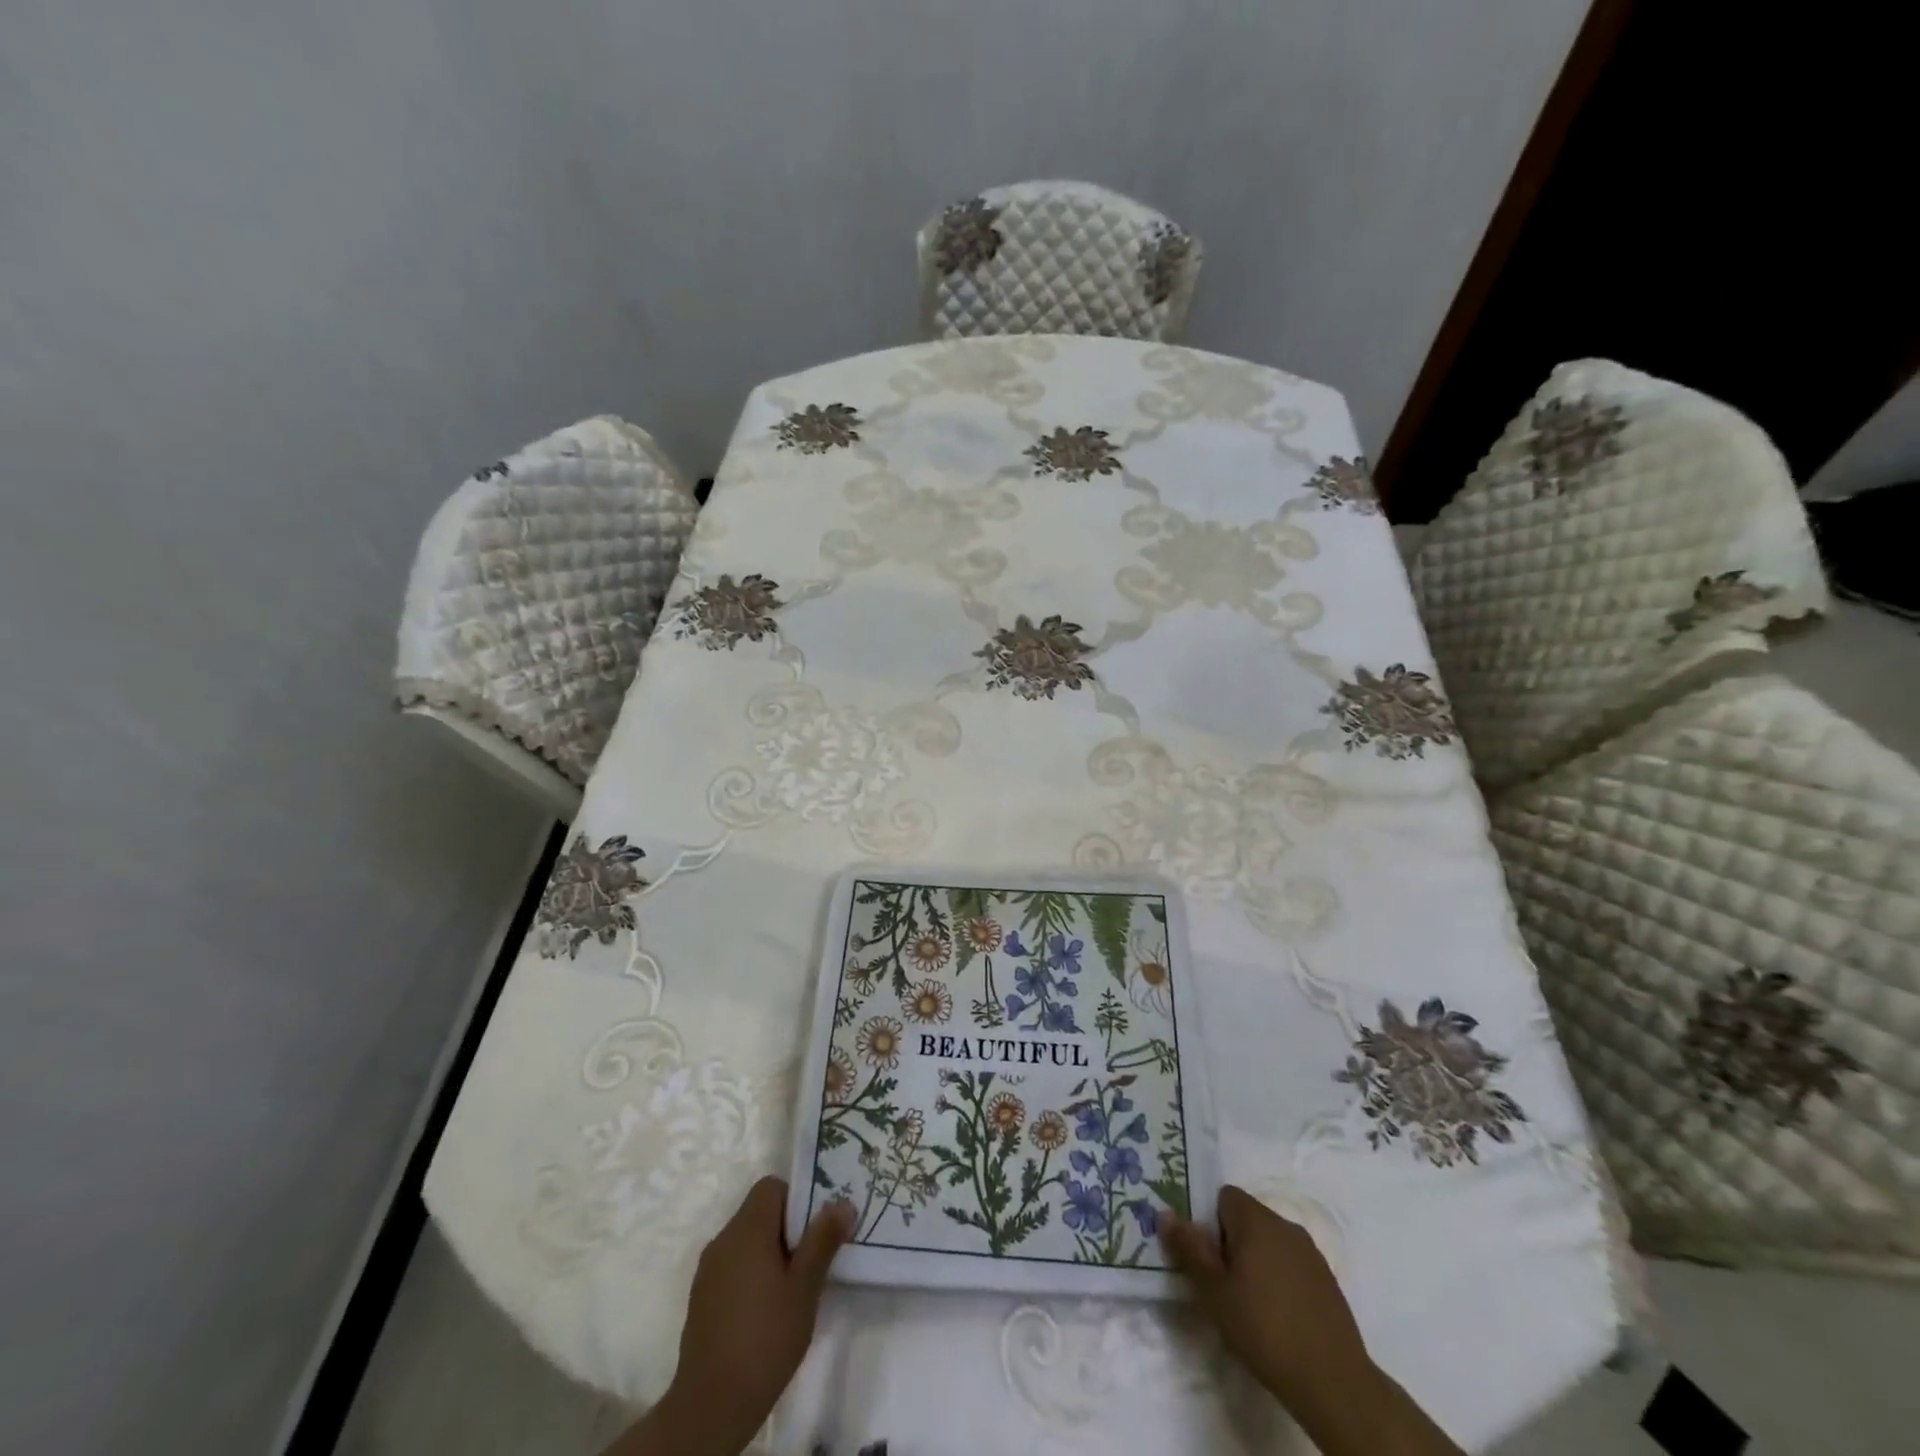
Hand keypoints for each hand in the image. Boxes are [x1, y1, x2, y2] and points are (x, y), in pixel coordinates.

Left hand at [605, 1177, 853, 1455]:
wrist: (711, 1406)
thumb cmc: (765, 1338)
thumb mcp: (804, 1288)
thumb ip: (823, 1240)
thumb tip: (843, 1202)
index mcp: (746, 1230)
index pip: (771, 1187)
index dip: (797, 1198)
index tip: (816, 1228)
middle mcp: (723, 1240)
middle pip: (759, 1212)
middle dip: (788, 1228)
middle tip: (813, 1258)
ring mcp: (708, 1270)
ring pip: (746, 1241)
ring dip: (771, 1252)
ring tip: (794, 1287)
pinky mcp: (702, 1298)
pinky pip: (733, 1266)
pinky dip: (752, 1274)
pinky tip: (767, 1310)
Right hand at [1161, 1185, 1461, 1455]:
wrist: (1334, 1382)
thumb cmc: (1264, 1328)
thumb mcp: (1214, 1291)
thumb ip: (1189, 1249)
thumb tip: (1165, 1213)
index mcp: (1256, 1219)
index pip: (1224, 1196)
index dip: (1210, 1221)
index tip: (1206, 1257)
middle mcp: (1285, 1225)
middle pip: (1247, 1218)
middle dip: (1231, 1243)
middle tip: (1222, 1284)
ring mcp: (1311, 1253)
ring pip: (1271, 1242)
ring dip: (1256, 1261)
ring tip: (1249, 1304)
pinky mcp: (1328, 1281)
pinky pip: (1292, 1265)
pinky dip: (1280, 1280)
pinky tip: (1278, 1317)